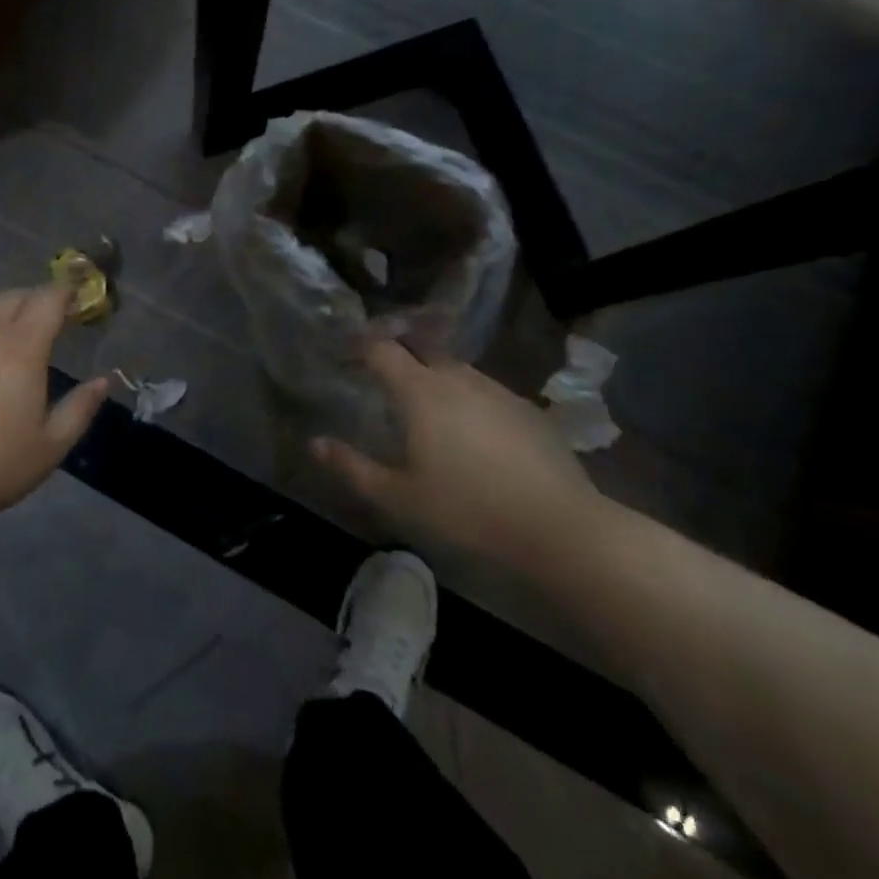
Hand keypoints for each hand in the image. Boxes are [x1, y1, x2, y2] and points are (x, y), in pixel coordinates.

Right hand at [313, 341, 603, 566]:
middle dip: (400, 358)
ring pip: (457, 371)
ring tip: (427, 409)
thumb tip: (316, 443)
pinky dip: (470, 401)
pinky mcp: (530, 412)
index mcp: (421, 392)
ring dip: (436, 379)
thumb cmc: (467, 511)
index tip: (346, 357)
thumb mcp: (398, 498)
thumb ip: (352, 467)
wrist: (562, 531)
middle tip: (383, 382)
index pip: (382, 349)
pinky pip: (487, 394)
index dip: (360, 347)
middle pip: (421, 351)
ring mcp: (499, 392)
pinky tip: (474, 434)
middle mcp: (458, 379)